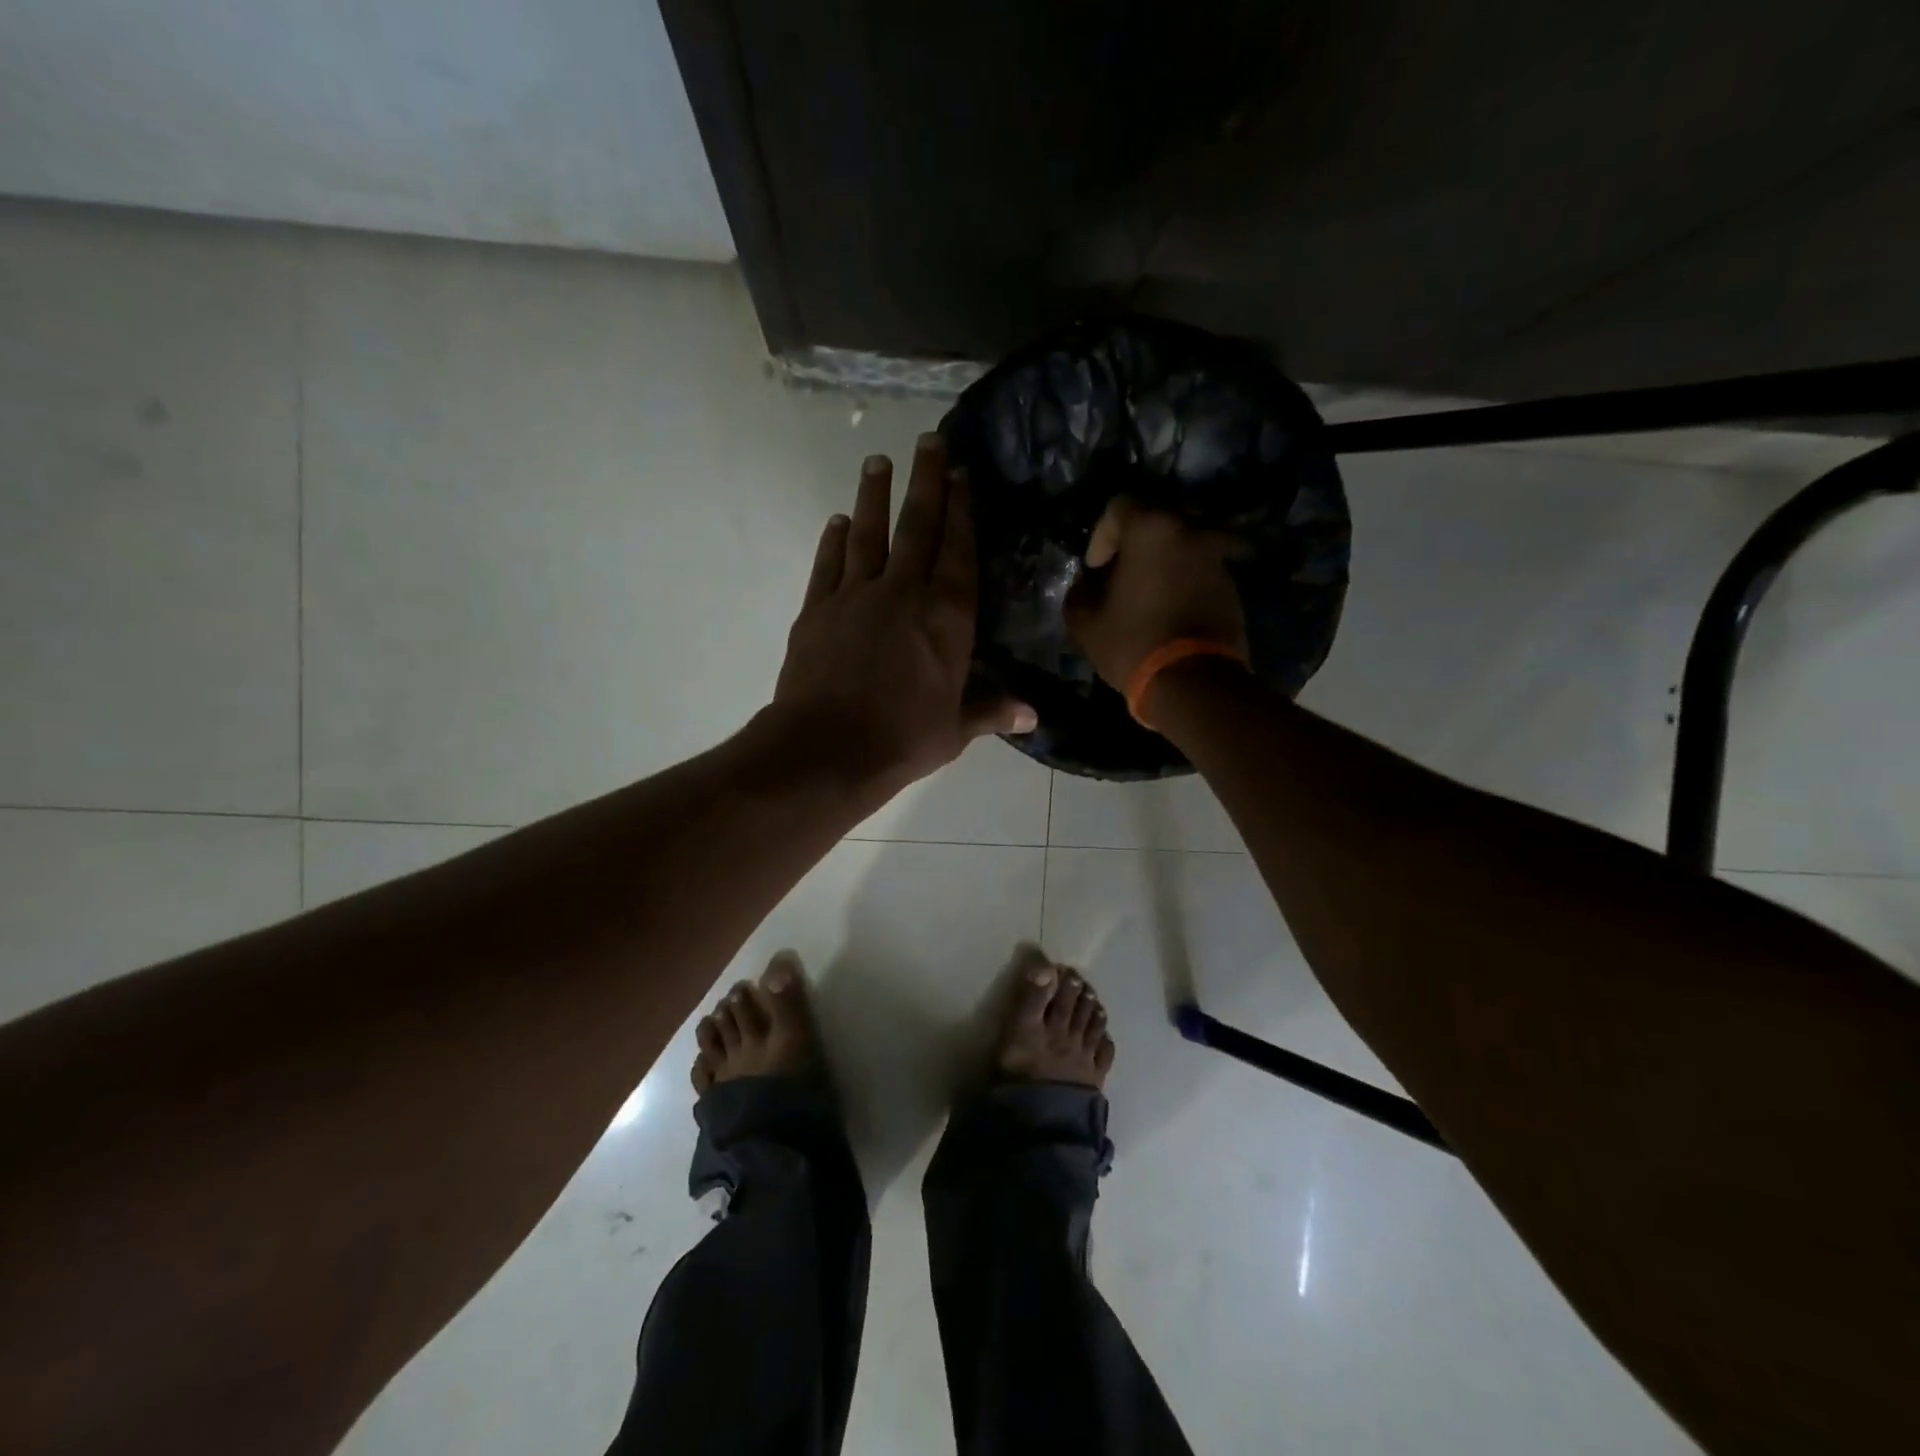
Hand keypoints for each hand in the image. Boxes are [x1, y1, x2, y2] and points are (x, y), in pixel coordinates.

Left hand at [772, 433, 1034, 795]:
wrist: (826, 750)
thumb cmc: (902, 740)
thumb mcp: (955, 730)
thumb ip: (991, 712)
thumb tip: (1033, 715)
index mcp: (947, 617)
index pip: (958, 551)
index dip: (962, 510)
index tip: (962, 473)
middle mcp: (904, 593)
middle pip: (917, 526)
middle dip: (926, 481)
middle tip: (928, 440)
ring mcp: (856, 596)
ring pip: (869, 533)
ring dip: (874, 495)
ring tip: (877, 461)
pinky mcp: (817, 609)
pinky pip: (828, 564)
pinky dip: (833, 540)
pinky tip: (838, 521)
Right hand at [1066, 498, 1249, 692]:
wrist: (1195, 682)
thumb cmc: (1133, 642)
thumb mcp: (1086, 623)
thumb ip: (1079, 594)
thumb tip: (1086, 586)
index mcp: (1153, 529)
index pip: (1120, 506)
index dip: (1101, 535)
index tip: (1095, 568)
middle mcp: (1192, 530)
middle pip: (1157, 522)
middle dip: (1135, 546)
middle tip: (1119, 576)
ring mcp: (1218, 557)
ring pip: (1182, 546)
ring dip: (1162, 563)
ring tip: (1145, 596)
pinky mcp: (1233, 585)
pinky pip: (1199, 571)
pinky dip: (1182, 581)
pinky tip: (1168, 610)